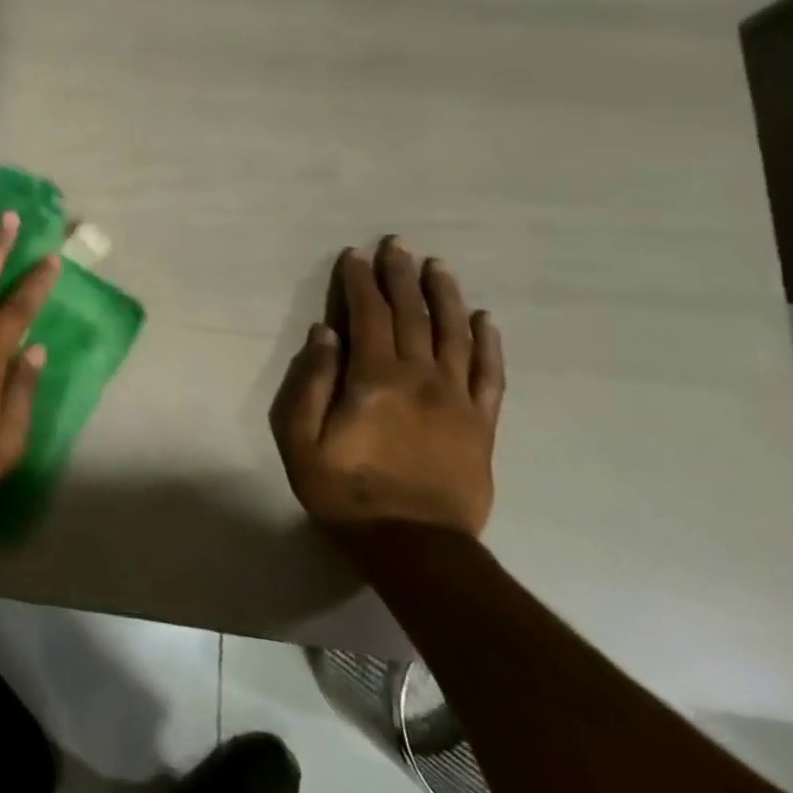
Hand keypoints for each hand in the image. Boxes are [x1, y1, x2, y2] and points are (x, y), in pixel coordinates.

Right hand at [271, 237, 504, 539]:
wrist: (415, 547)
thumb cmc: (346, 492)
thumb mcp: (303, 440)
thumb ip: (313, 382)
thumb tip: (325, 333)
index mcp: (376, 379)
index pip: (369, 316)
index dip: (360, 282)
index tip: (355, 255)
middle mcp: (421, 378)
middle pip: (413, 315)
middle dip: (401, 276)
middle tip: (398, 244)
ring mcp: (458, 400)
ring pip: (455, 334)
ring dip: (445, 296)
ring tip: (438, 266)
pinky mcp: (482, 424)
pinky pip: (490, 374)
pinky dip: (487, 343)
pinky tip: (484, 319)